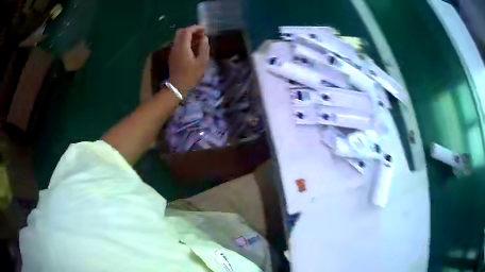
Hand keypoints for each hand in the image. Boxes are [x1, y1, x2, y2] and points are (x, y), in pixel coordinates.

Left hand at [169, 25, 209, 96]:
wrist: (177, 87)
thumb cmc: (191, 76)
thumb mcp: (202, 62)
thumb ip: (204, 48)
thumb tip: (204, 38)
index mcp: (182, 47)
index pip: (187, 31)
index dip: (196, 28)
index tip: (204, 29)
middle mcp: (176, 47)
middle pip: (181, 32)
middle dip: (191, 30)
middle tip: (201, 34)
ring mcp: (173, 51)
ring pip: (179, 37)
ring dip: (188, 35)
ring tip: (199, 40)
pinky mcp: (173, 55)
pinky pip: (178, 43)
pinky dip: (186, 41)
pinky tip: (193, 47)